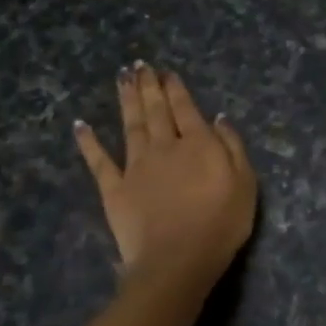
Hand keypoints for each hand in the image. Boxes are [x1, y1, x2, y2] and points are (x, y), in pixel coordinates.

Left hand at [74, 64, 256, 288]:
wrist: (177, 259)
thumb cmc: (220, 223)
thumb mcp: (245, 183)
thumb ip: (232, 147)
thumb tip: (218, 118)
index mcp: (197, 144)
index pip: (185, 109)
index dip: (176, 89)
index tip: (167, 73)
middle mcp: (164, 146)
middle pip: (155, 110)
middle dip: (148, 86)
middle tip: (140, 65)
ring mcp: (135, 166)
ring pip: (129, 125)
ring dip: (126, 100)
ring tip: (122, 78)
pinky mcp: (114, 189)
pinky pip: (99, 161)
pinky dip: (88, 142)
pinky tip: (81, 125)